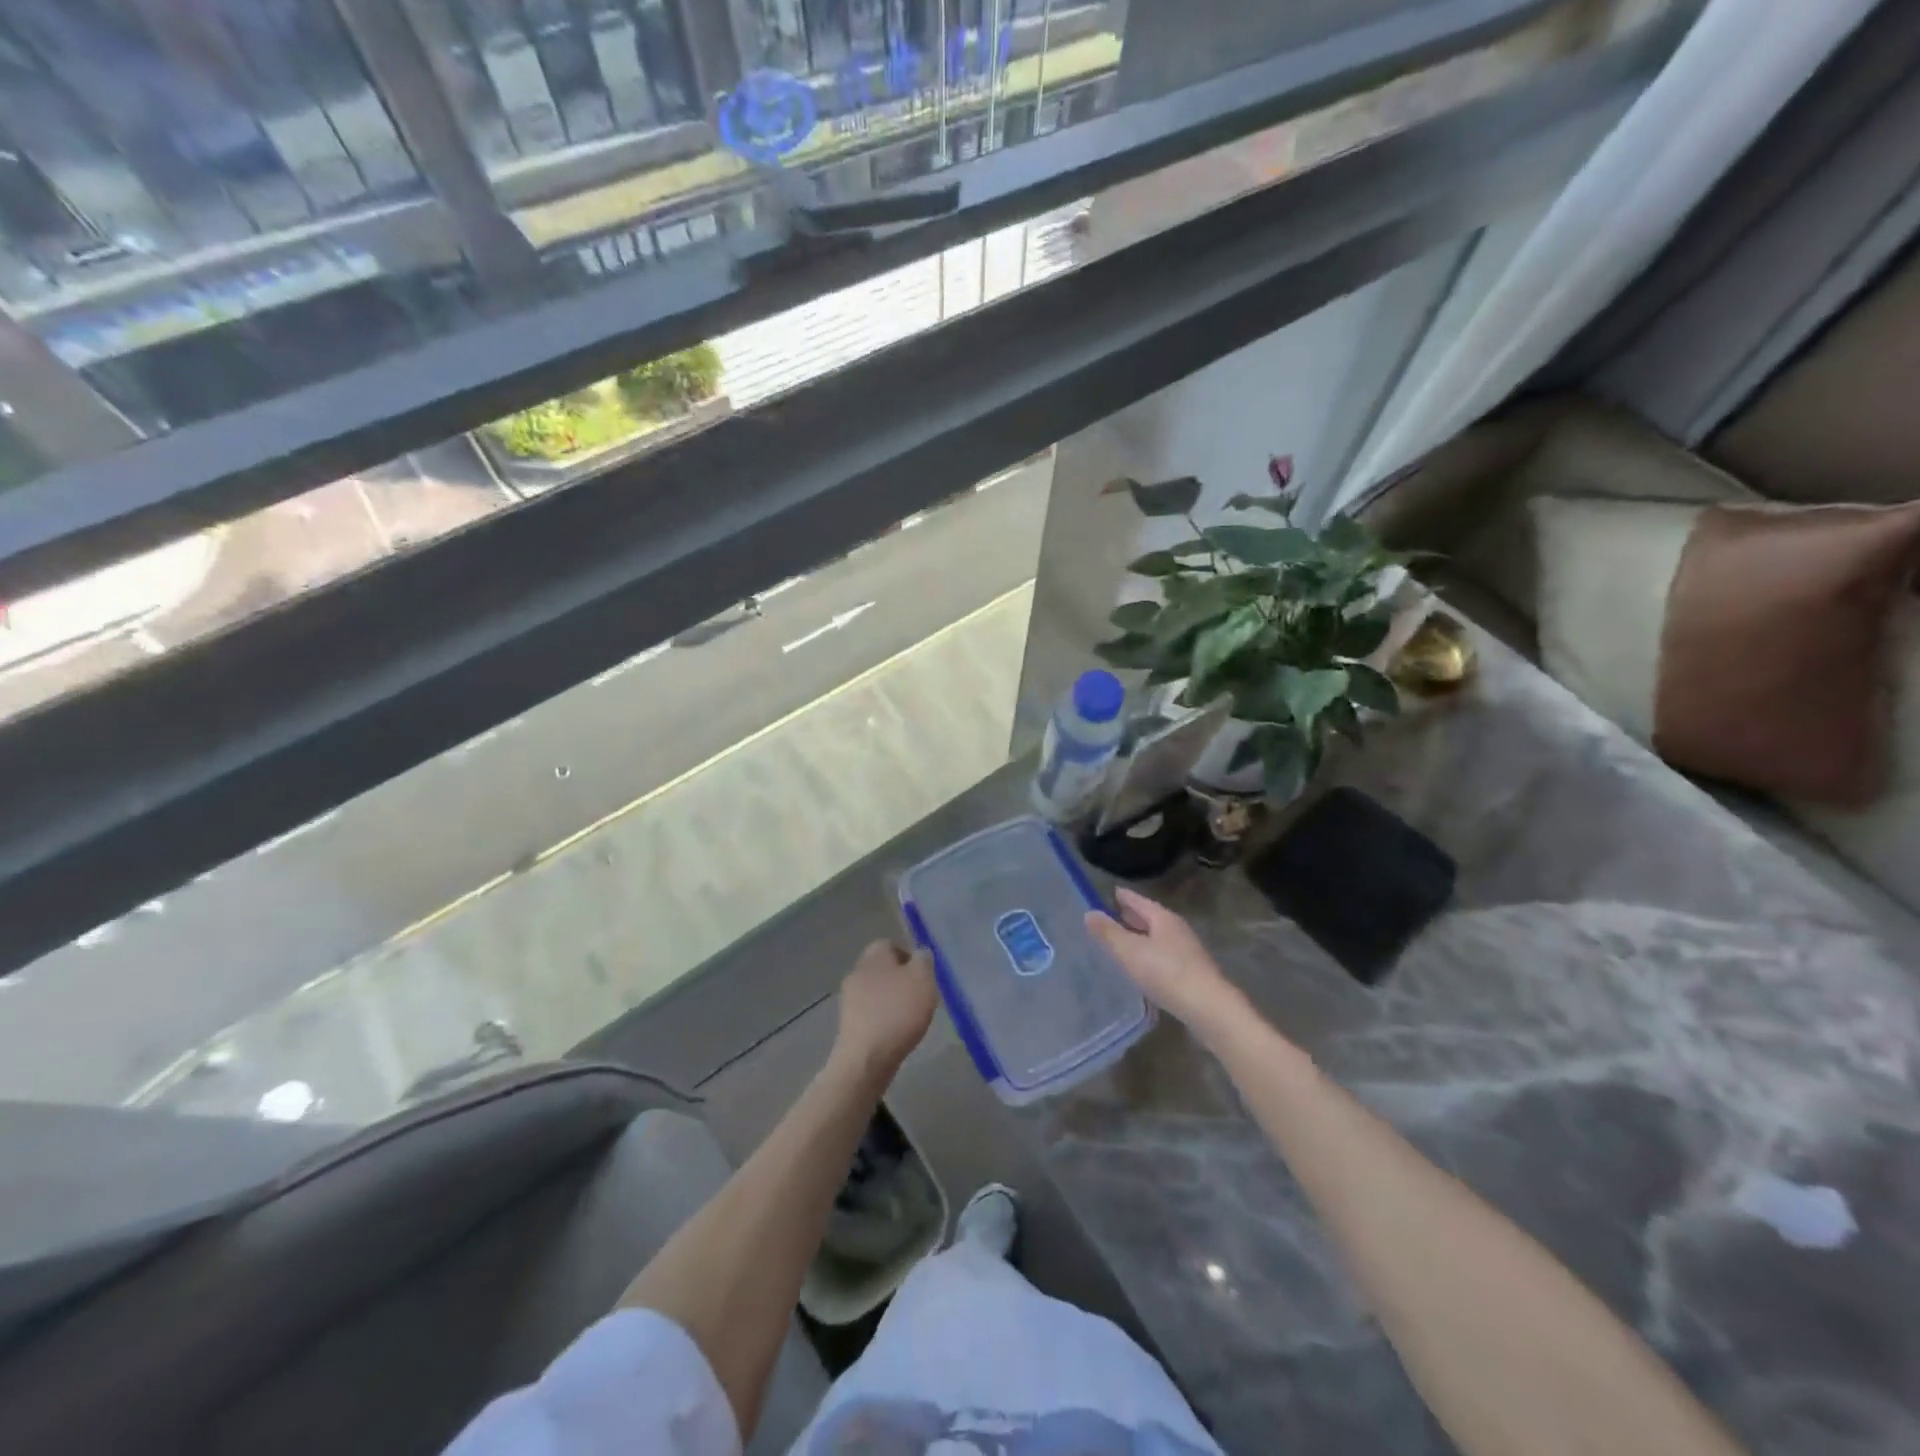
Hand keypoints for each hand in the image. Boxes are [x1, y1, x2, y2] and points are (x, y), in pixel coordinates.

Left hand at [832, 940, 937, 1084]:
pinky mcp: (848, 1022)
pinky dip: (883, 1018)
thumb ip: (924, 961)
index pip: (890, 944)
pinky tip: (896, 1032)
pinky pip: (870, 1012)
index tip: (923, 975)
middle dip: (901, 979)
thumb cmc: (898, 1012)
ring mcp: (849, 998)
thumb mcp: (923, 979)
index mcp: (874, 955)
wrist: (867, 1057)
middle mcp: (857, 971)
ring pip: (876, 991)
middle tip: (920, 996)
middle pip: (882, 968)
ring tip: (911, 1017)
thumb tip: (920, 953)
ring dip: (892, 1000)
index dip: (909, 957)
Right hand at [1085, 888, 1249, 1047]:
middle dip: (1131, 916)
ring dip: (1140, 937)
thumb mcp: (1130, 951)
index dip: (1122, 896)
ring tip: (1121, 942)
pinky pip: (1163, 955)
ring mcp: (1187, 951)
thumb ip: (1109, 933)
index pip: (1138, 901)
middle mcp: (1177, 929)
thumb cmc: (1166, 973)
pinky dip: (1149, 954)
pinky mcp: (1191, 972)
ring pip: (1157, 937)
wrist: (1209, 1008)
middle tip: (1110, 916)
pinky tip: (1141, 966)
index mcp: (1163, 918)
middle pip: (1150, 918)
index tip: (1109, 893)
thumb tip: (1089, 913)